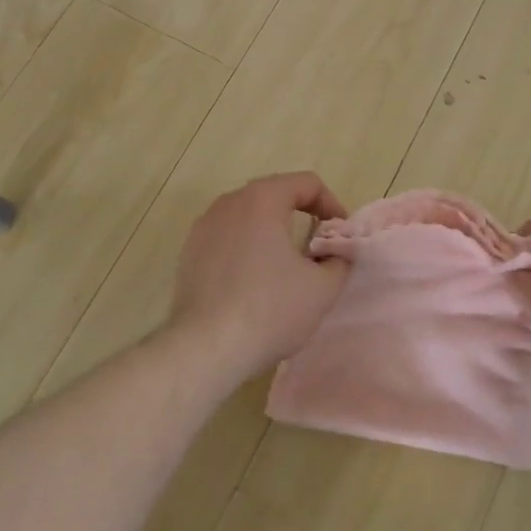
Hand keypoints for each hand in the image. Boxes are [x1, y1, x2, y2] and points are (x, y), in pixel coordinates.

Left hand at [170, 172, 351, 376]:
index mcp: (262, 199)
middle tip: (319, 248)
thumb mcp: (322, 288)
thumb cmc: (269, 310)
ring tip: (287, 266)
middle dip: (302, 216)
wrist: (205, 348)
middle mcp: (229, 203)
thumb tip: (336, 253)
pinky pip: (227, 239)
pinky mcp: (189, 253)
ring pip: (248, 217)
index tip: (340, 235)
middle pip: (275, 195)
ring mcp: (203, 227)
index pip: (307, 183)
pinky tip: (254, 283)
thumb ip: (339, 260)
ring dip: (272, 232)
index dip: (331, 204)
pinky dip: (247, 249)